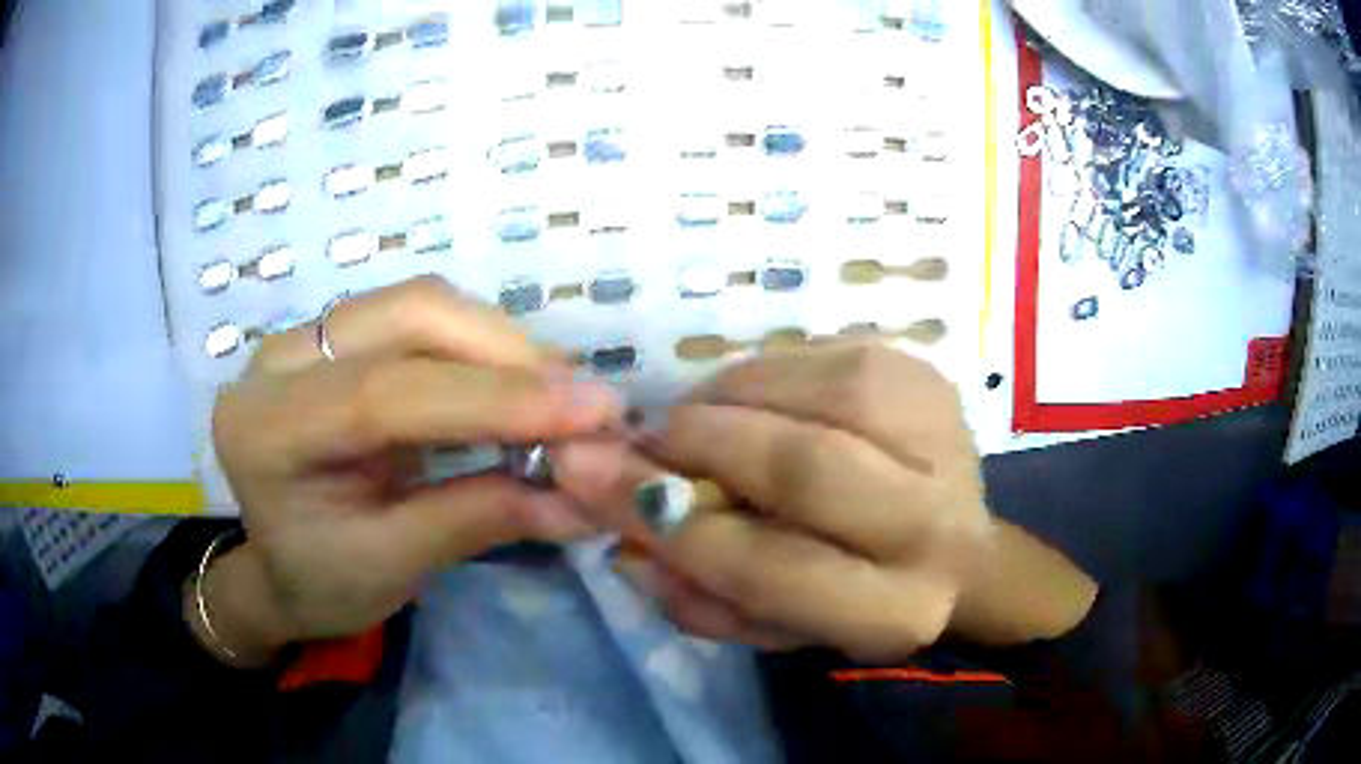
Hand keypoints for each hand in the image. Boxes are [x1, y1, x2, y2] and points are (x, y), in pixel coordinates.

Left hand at [195, 277, 621, 666]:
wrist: (273, 568)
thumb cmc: (319, 582)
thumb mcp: (393, 567)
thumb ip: (481, 518)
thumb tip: (588, 497)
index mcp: (269, 429)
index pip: (389, 393)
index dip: (498, 400)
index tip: (597, 415)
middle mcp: (279, 360)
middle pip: (409, 317)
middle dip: (509, 355)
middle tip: (586, 403)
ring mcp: (305, 338)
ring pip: (419, 305)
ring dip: (501, 344)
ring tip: (560, 393)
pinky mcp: (334, 338)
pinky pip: (417, 319)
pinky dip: (479, 345)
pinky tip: (515, 380)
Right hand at [554, 342, 1095, 661]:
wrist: (956, 553)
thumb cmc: (850, 598)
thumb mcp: (772, 627)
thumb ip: (696, 597)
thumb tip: (620, 539)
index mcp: (892, 610)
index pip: (775, 570)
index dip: (679, 529)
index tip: (602, 485)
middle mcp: (933, 525)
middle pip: (808, 467)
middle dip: (704, 444)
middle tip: (644, 438)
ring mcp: (942, 437)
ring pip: (825, 394)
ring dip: (733, 398)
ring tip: (693, 418)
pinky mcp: (930, 380)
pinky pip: (832, 355)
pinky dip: (766, 371)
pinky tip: (746, 397)